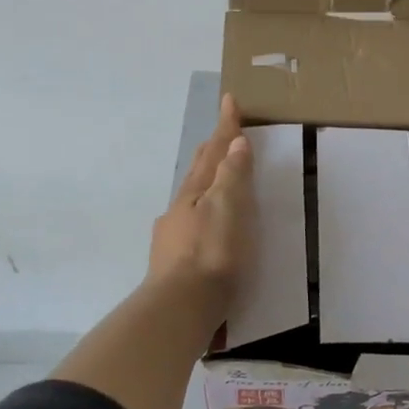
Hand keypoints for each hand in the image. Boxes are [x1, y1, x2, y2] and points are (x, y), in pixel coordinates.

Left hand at [148, 94, 254, 306]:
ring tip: (218, 179)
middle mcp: (179, 210)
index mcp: (195, 193)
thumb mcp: (228, 209)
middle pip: (197, 172)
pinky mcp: (176, 263)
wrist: (180, 309)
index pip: (214, 152)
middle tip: (222, 133)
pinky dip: (203, 213)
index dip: (225, 127)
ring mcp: (173, 237)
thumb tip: (235, 142)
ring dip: (206, 182)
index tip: (229, 100)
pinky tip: (206, 228)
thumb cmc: (212, 255)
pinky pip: (192, 225)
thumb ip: (232, 176)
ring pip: (192, 199)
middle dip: (211, 151)